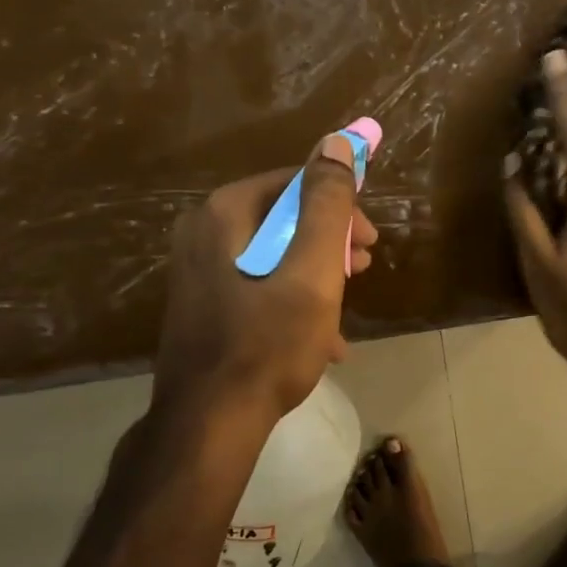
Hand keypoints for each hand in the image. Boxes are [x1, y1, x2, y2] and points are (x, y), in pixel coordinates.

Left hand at [154, 134, 378, 425]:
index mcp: (225, 214)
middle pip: (284, 218)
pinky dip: (291, 301)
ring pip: (273, 254)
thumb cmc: (269, 343)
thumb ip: (327, 205)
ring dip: (316, 275)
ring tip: (344, 309)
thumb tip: (338, 143)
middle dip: (330, 243)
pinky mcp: (201, 304)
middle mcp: (202, 232)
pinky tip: (321, 339)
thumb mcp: (313, 271)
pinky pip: (257, 285)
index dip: (340, 206)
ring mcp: (197, 271)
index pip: (295, 183)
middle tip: (362, 272)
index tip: (369, 242)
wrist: (210, 423)